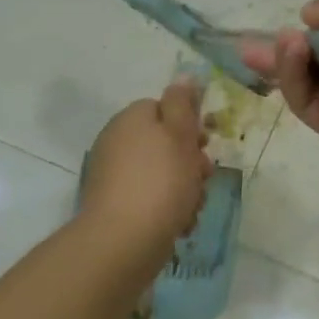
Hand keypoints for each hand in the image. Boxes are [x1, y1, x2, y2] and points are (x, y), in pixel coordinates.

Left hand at [81, 80, 213, 257]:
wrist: (123, 242)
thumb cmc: (161, 181)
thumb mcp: (180, 134)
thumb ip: (182, 103)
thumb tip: (183, 76)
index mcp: (131, 119)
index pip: (164, 108)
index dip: (189, 124)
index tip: (205, 143)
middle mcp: (117, 142)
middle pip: (164, 142)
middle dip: (190, 160)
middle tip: (204, 177)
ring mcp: (114, 175)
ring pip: (162, 172)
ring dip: (184, 187)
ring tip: (193, 207)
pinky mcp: (115, 206)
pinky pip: (150, 198)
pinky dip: (168, 208)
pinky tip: (180, 224)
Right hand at [240, 0, 318, 171]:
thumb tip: (306, 15)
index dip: (306, 30)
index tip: (287, 22)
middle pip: (309, 62)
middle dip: (280, 51)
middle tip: (247, 44)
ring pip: (302, 81)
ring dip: (283, 61)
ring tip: (279, 42)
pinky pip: (307, 101)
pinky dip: (292, 77)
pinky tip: (291, 51)